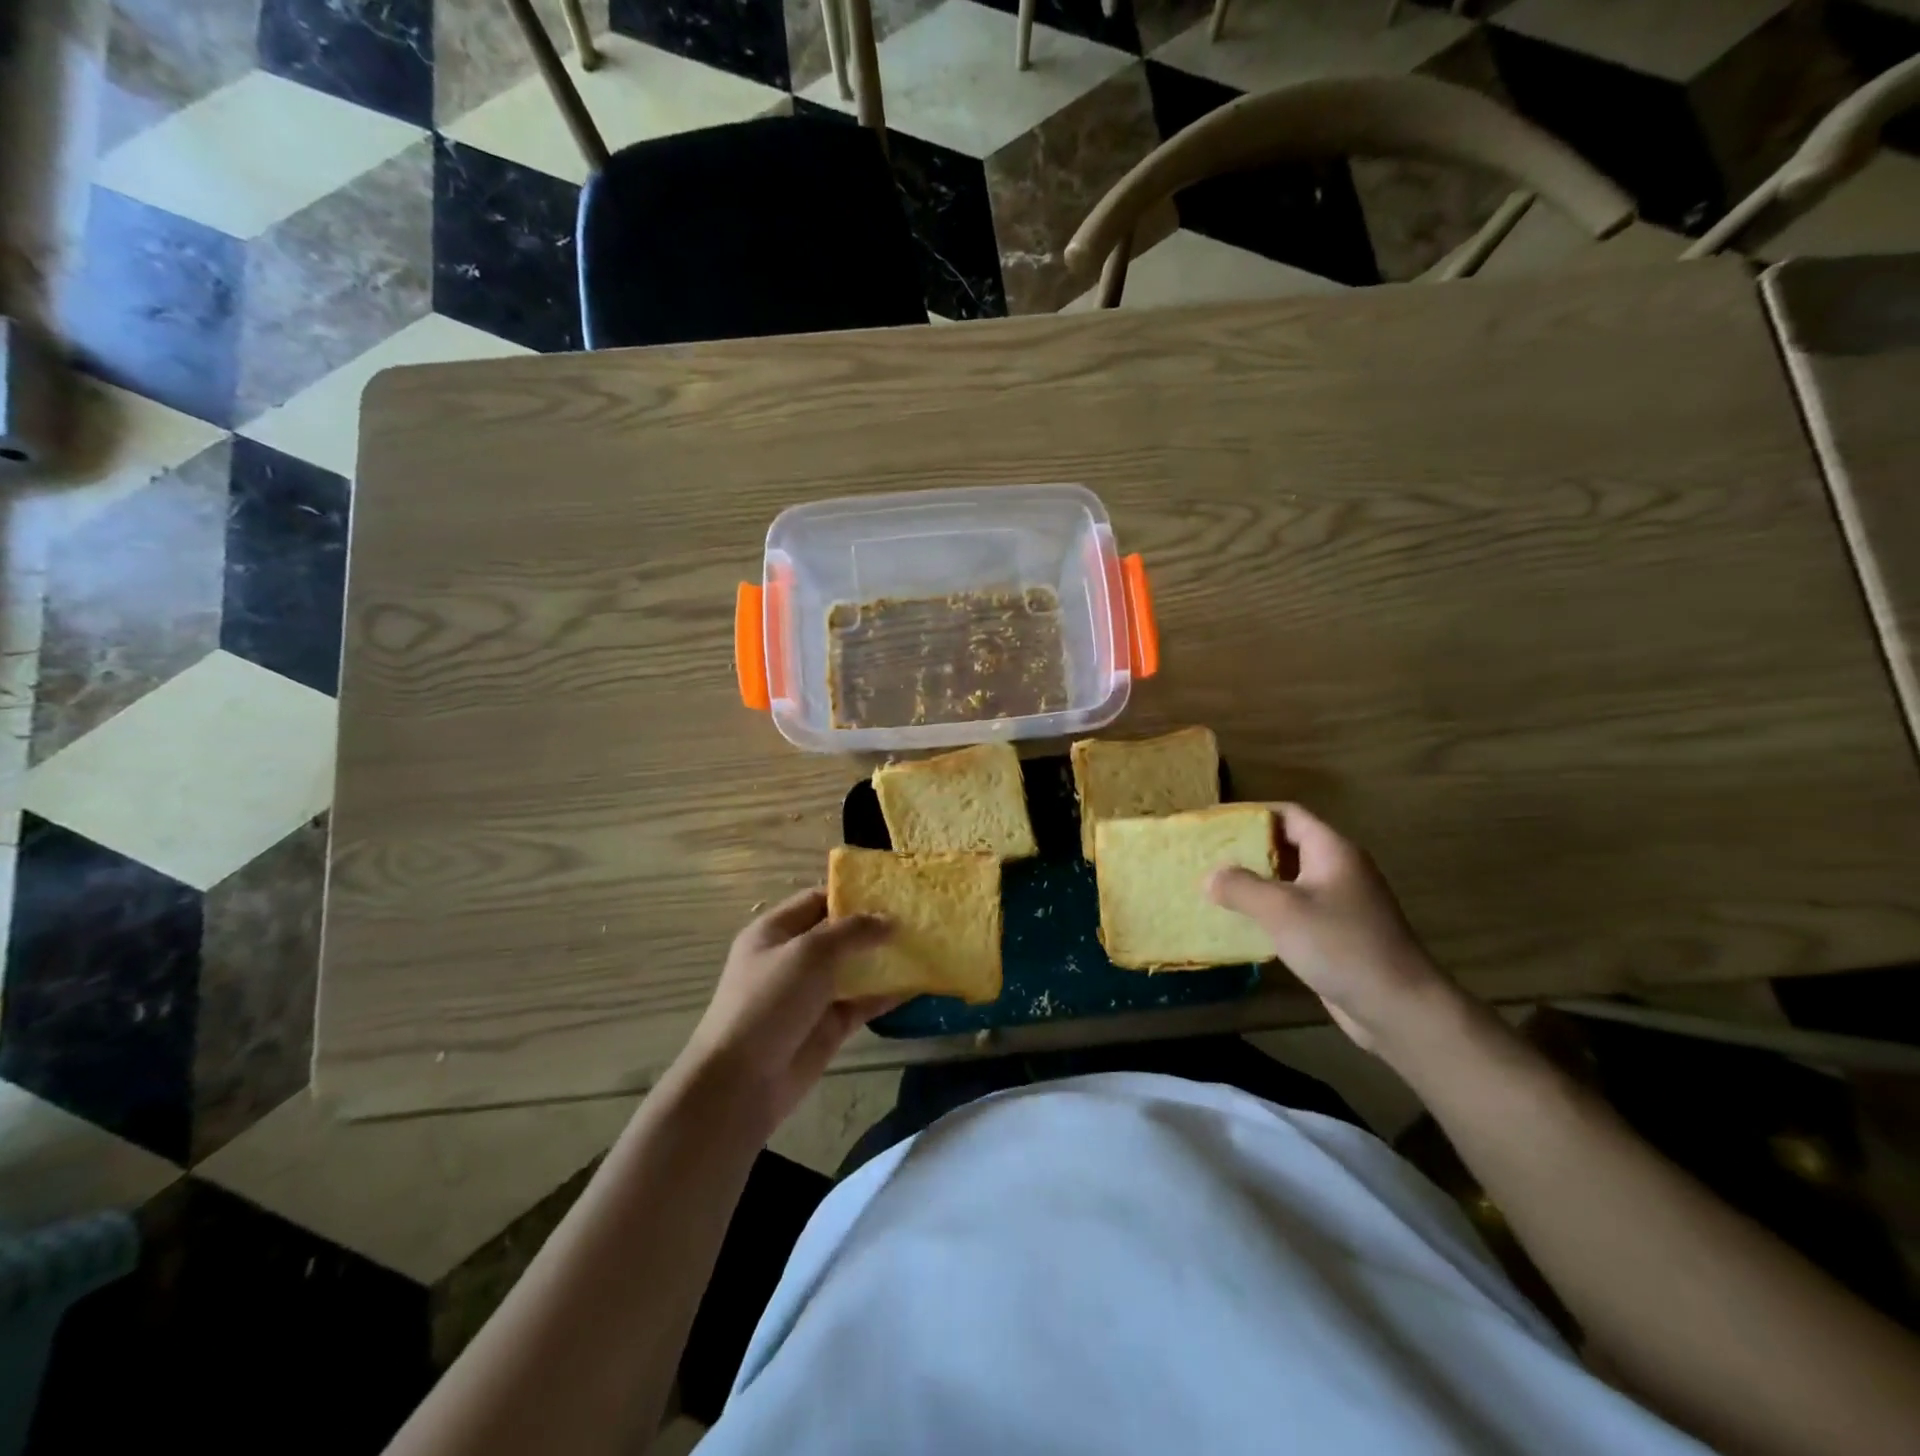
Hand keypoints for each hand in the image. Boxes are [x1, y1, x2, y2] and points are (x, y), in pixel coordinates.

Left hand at [679, 889, 898, 1131]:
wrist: (742, 1081)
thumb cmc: (769, 1001)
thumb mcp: (809, 953)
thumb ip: (852, 931)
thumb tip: (889, 920)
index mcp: (775, 932)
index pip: (817, 900)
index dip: (851, 894)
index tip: (891, 890)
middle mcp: (793, 958)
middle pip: (839, 933)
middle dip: (873, 925)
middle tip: (917, 915)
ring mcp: (812, 994)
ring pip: (854, 968)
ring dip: (885, 958)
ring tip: (925, 943)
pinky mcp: (829, 1025)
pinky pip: (863, 1002)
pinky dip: (888, 994)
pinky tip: (918, 983)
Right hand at [1208, 803, 1458, 1055]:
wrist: (1399, 1007)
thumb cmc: (1341, 945)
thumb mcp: (1282, 910)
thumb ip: (1241, 886)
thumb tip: (1210, 877)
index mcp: (1332, 850)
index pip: (1288, 814)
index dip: (1251, 813)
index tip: (1214, 822)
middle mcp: (1338, 870)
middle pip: (1287, 845)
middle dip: (1247, 848)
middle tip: (1207, 855)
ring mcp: (1340, 903)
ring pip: (1289, 880)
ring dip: (1255, 881)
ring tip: (1215, 887)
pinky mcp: (1336, 933)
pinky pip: (1295, 910)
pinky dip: (1268, 910)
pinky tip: (1241, 923)